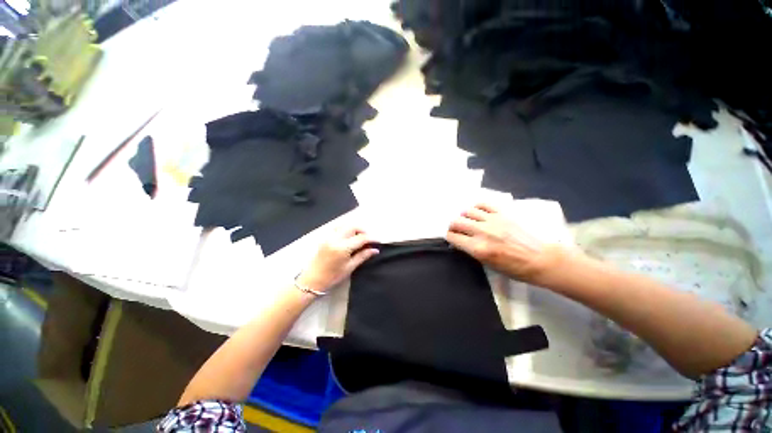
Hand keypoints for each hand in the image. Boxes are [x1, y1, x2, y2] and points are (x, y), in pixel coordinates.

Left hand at [298, 228, 378, 292]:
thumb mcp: (350, 267)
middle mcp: (336, 238)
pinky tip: (349, 238)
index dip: (371, 238)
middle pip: (353, 226)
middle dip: (363, 230)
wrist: (312, 280)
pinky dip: (346, 229)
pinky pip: (338, 228)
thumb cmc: (332, 276)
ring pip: (345, 225)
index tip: (378, 241)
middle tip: (368, 239)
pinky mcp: (325, 237)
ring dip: (354, 229)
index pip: (361, 238)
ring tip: (359, 238)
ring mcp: (329, 236)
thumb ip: (363, 256)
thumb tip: (375, 250)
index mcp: (342, 247)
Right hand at [446, 203, 560, 282]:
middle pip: (457, 222)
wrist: (543, 260)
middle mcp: (482, 232)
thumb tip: (463, 241)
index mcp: (478, 248)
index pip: (453, 237)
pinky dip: (477, 207)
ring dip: (464, 216)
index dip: (449, 237)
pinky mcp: (503, 213)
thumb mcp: (490, 265)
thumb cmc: (517, 269)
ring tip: (467, 220)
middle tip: (456, 229)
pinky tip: (478, 212)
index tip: (451, 237)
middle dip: (453, 226)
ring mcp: (493, 220)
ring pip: (468, 211)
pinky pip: (484, 204)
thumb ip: (474, 251)